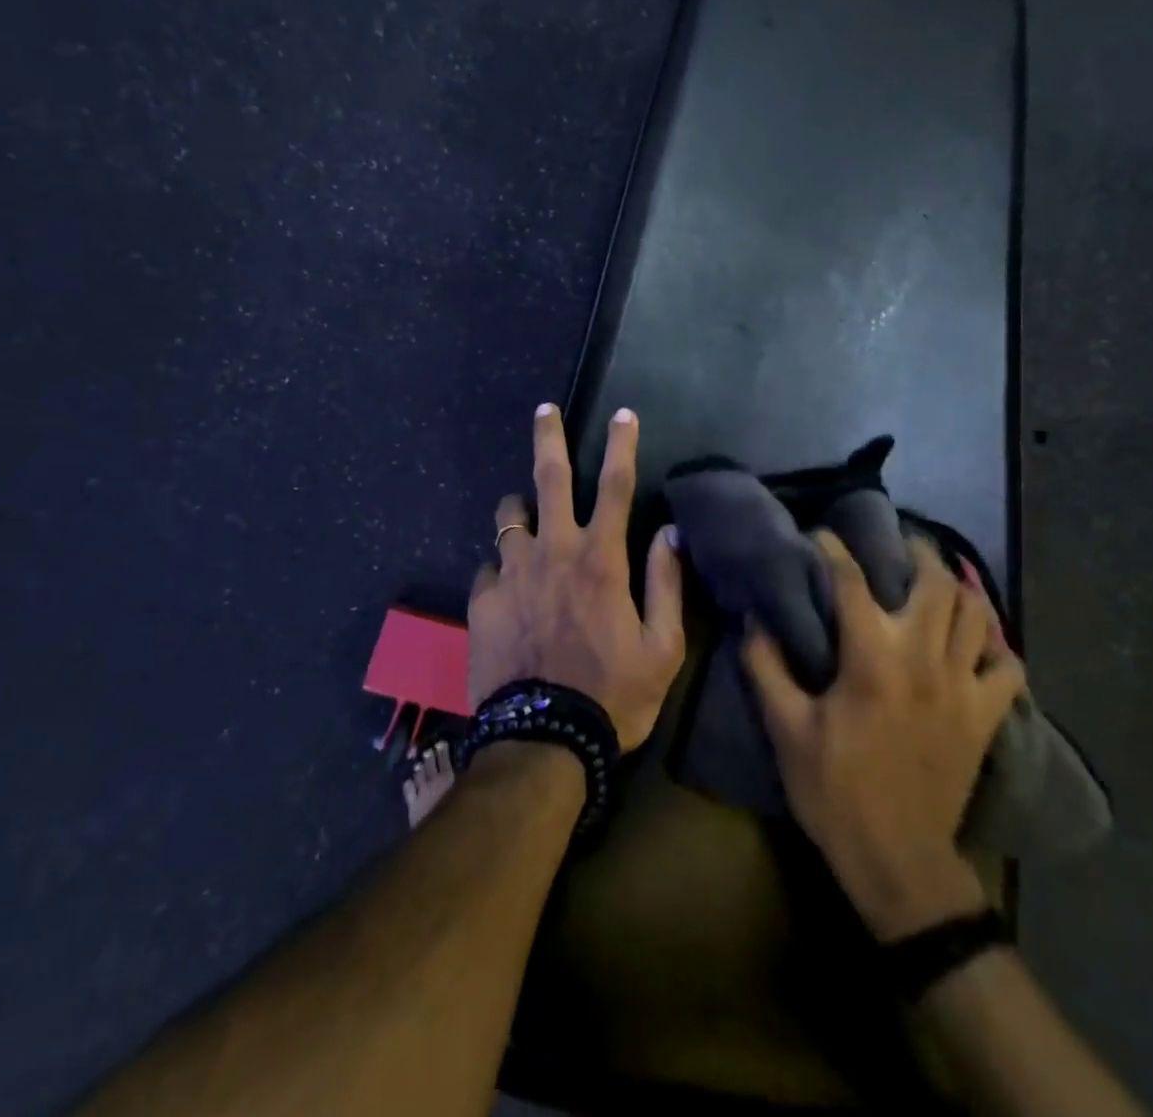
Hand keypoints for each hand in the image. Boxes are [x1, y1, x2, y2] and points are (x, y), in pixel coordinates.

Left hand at [467, 405, 684, 751]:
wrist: (541, 742)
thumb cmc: (612, 696)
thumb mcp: (662, 649)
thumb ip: (665, 585)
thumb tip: (671, 534)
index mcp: (601, 560)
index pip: (617, 486)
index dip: (622, 445)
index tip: (623, 414)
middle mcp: (553, 552)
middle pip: (550, 478)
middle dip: (549, 437)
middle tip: (544, 410)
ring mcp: (511, 573)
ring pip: (510, 515)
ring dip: (520, 507)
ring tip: (525, 515)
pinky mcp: (482, 600)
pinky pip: (489, 566)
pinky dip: (502, 566)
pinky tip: (508, 586)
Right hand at [743, 530, 1025, 939]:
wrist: (898, 860)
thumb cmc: (835, 791)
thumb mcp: (786, 730)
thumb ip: (766, 667)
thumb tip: (754, 618)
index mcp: (871, 659)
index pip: (852, 582)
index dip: (834, 549)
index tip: (821, 534)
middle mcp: (923, 659)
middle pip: (935, 582)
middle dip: (916, 552)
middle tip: (896, 543)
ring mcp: (963, 686)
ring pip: (976, 613)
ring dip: (957, 588)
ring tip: (936, 579)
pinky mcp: (986, 715)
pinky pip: (1008, 666)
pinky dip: (995, 645)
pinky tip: (975, 641)